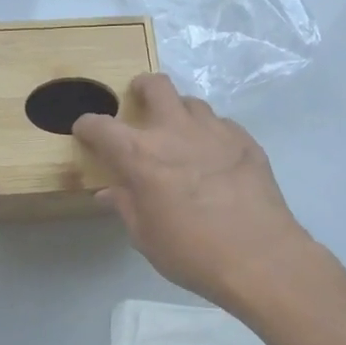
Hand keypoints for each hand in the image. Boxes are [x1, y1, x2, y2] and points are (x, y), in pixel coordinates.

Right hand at [73, 74, 316, 311]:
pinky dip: (210, 133)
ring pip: (191, 103)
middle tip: (138, 101)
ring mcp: (215, 131)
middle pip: (155, 86)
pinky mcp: (246, 141)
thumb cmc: (192, 252)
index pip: (101, 126)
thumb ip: (125, 206)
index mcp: (140, 155)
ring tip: (179, 133)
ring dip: (179, 112)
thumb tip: (109, 192)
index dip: (87, 126)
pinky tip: (213, 155)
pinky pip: (221, 124)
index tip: (85, 131)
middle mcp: (175, 131)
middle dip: (141, 88)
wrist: (260, 258)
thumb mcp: (146, 236)